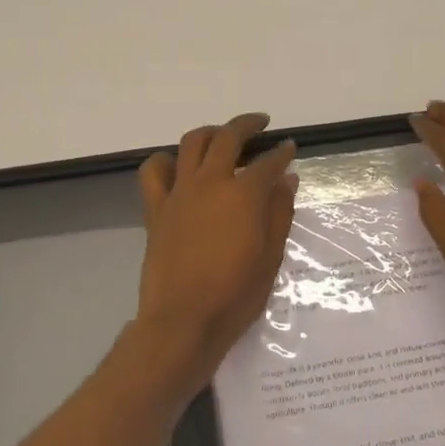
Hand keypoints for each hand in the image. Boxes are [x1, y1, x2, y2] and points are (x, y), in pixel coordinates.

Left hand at [135, 112, 298, 381]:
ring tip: (221, 136)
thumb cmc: (235, 295)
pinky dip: (166, 160)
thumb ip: (279, 212)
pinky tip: (178, 166)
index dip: (281, 153)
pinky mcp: (156, 208)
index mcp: (243, 195)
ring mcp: (179, 193)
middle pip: (228, 138)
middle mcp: (210, 183)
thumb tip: (287, 179)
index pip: (267, 163)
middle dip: (247, 125)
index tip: (289, 148)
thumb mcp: (270, 256)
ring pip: (191, 143)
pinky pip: (154, 171)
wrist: (183, 321)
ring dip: (210, 133)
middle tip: (261, 124)